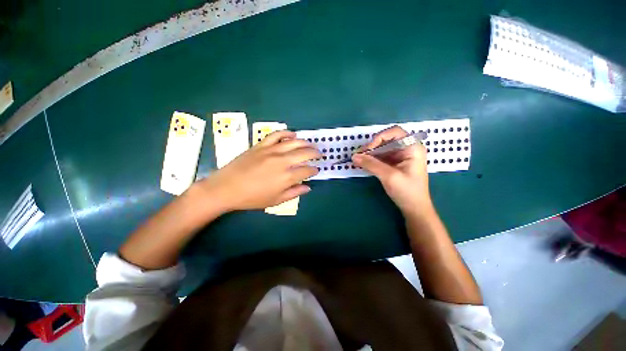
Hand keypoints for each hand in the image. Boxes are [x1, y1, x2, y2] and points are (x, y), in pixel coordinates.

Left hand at [196, 130, 320, 211]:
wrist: (225, 188)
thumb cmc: (252, 198)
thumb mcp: (275, 201)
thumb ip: (294, 193)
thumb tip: (308, 187)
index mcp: (286, 177)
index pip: (307, 170)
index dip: (314, 170)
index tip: (316, 170)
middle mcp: (282, 161)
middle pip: (304, 153)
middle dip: (315, 153)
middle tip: (319, 154)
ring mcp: (271, 151)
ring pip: (294, 142)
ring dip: (305, 142)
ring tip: (311, 144)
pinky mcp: (261, 145)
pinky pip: (276, 135)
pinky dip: (286, 133)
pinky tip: (293, 135)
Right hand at [352, 126, 431, 213]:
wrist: (414, 208)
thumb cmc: (407, 191)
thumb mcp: (389, 176)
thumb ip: (371, 164)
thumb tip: (354, 156)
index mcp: (412, 147)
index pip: (394, 132)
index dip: (379, 138)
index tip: (367, 150)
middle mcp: (407, 148)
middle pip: (387, 140)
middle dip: (372, 147)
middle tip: (359, 156)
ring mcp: (401, 156)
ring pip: (382, 149)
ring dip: (370, 154)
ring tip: (359, 161)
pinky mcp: (395, 164)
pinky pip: (382, 157)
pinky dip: (372, 160)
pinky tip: (364, 164)